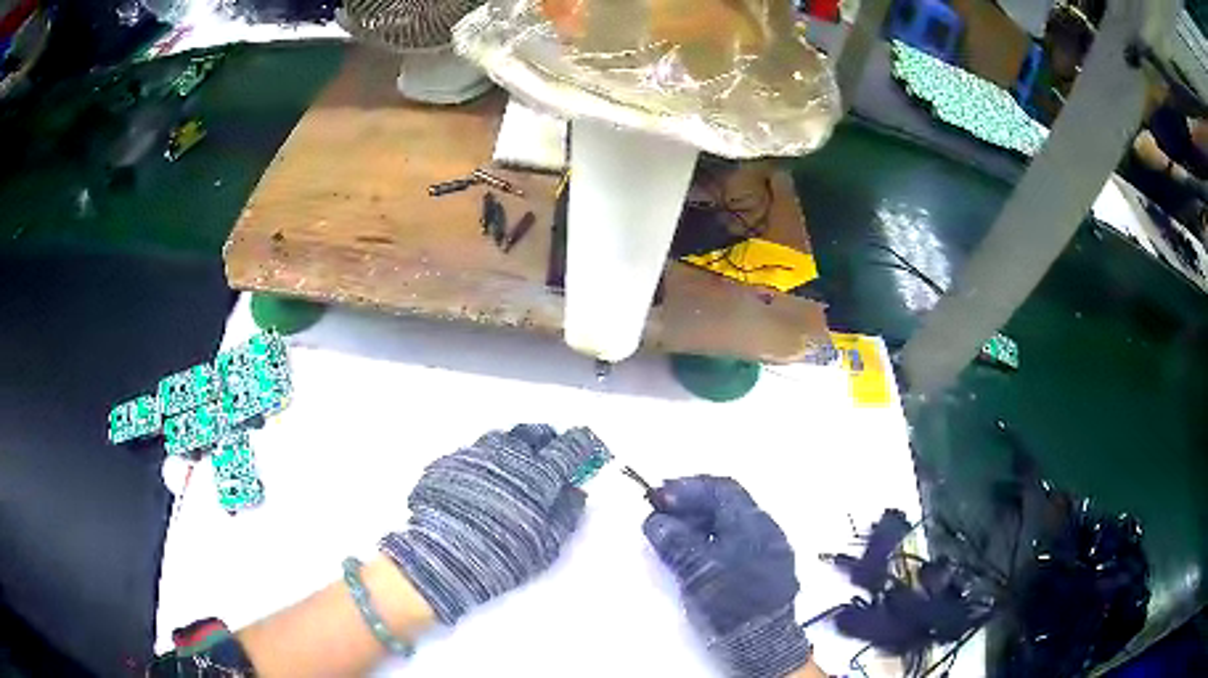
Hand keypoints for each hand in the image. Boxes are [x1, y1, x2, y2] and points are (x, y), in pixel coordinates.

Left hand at [380, 425, 600, 623]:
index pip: (568, 448)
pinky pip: (476, 452)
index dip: (581, 444)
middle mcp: (508, 457)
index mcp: (538, 476)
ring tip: (516, 464)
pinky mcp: (450, 462)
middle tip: (550, 450)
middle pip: (533, 434)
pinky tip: (485, 478)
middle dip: (546, 439)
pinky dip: (488, 459)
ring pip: (502, 439)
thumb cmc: (502, 554)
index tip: (586, 444)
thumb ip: (566, 515)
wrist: (441, 556)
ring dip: (515, 447)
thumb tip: (576, 491)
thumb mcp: (545, 544)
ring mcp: (475, 456)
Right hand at [644, 475, 810, 677]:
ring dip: (701, 520)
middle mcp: (766, 528)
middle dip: (692, 502)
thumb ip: (675, 541)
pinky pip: (736, 540)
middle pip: (727, 503)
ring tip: (673, 531)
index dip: (687, 487)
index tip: (659, 494)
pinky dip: (712, 537)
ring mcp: (768, 547)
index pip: (720, 489)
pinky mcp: (765, 566)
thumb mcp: (698, 570)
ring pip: (731, 522)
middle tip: (662, 510)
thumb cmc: (732, 601)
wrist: (761, 638)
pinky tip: (695, 549)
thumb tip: (656, 521)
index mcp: (753, 522)